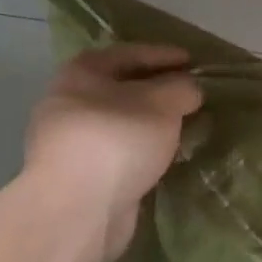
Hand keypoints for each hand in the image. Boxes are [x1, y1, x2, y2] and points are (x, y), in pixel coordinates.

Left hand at [24, 43, 201, 259]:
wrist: (78, 207)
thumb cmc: (118, 140)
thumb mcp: (162, 104)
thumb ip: (181, 89)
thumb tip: (189, 89)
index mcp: (82, 72)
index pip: (129, 53)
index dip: (164, 55)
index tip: (193, 61)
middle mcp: (68, 101)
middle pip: (121, 89)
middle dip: (156, 92)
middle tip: (190, 97)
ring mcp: (69, 142)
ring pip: (119, 124)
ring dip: (148, 125)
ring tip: (181, 130)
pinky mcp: (78, 177)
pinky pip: (118, 153)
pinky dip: (140, 151)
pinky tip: (162, 159)